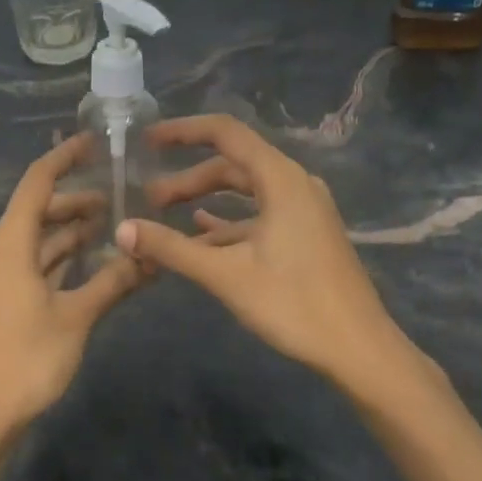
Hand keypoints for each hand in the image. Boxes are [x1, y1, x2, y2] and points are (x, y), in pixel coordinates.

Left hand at [0, 135, 146, 454]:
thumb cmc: (27, 359)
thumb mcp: (76, 317)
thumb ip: (114, 281)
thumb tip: (151, 255)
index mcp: (9, 244)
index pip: (36, 183)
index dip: (64, 158)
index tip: (94, 142)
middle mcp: (0, 251)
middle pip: (38, 210)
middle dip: (76, 199)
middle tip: (120, 194)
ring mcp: (1, 277)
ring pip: (39, 239)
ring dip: (72, 230)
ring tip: (114, 223)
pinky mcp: (5, 299)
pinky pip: (37, 263)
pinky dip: (63, 257)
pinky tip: (93, 260)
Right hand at [116, 115, 428, 388]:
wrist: (359, 349)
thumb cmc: (294, 304)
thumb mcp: (225, 274)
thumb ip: (171, 248)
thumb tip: (122, 230)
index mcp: (280, 179)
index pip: (225, 133)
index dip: (183, 131)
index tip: (147, 140)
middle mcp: (294, 184)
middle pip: (232, 164)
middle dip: (187, 177)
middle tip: (148, 198)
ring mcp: (303, 209)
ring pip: (244, 191)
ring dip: (205, 200)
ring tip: (164, 215)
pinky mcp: (305, 233)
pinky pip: (258, 214)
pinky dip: (227, 220)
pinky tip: (199, 234)